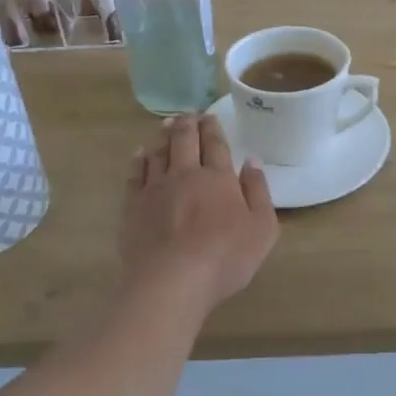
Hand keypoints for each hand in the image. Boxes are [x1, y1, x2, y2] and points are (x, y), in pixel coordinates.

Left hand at [121, 115, 277, 313]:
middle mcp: (186, 175)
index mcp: (219, 178)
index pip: (216, 145)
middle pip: (185, 140)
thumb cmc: (225, 257)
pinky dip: (139, 159)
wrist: (172, 281)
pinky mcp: (133, 205)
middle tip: (189, 114)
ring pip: (159, 152)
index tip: (210, 116)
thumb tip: (253, 161)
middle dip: (188, 124)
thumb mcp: (262, 228)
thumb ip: (259, 191)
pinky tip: (141, 153)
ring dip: (164, 136)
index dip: (213, 128)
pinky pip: (135, 174)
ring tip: (167, 124)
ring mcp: (156, 188)